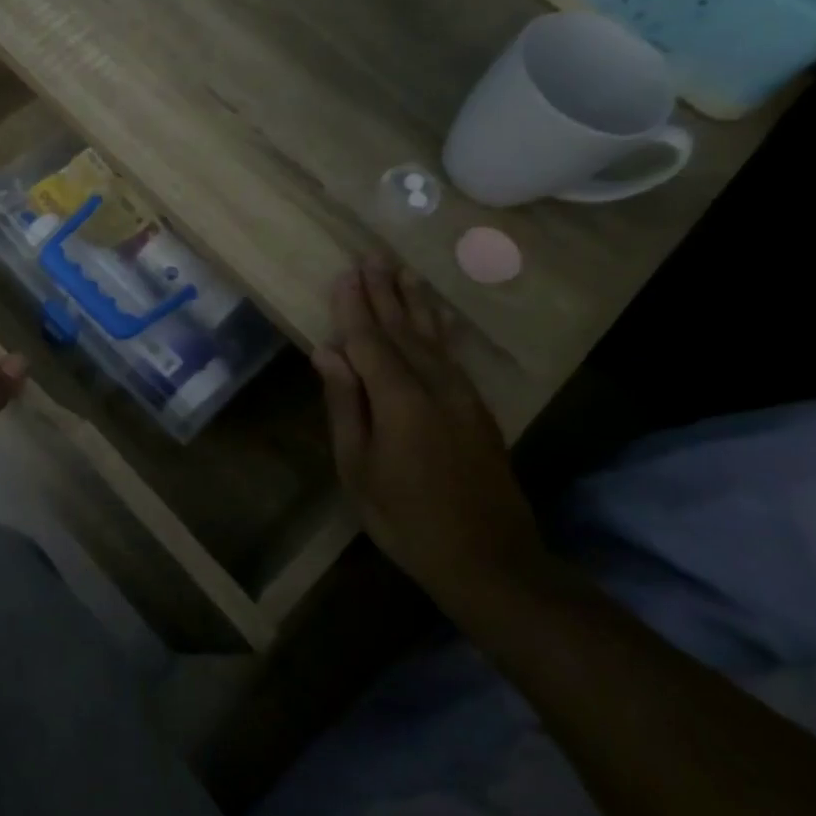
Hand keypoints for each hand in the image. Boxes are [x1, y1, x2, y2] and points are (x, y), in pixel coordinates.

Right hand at [313, 264, 548, 615]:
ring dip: (415, 303)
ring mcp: (462, 396)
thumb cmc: (405, 517)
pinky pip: (450, 355)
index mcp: (399, 399)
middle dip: (384, 293)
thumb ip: (344, 403)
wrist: (489, 559)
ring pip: (432, 338)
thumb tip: (326, 351)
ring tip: (404, 272)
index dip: (353, 307)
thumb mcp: (358, 465)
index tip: (343, 274)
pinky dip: (438, 330)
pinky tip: (435, 318)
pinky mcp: (477, 410)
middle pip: (402, 329)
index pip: (369, 340)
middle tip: (372, 257)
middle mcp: (434, 386)